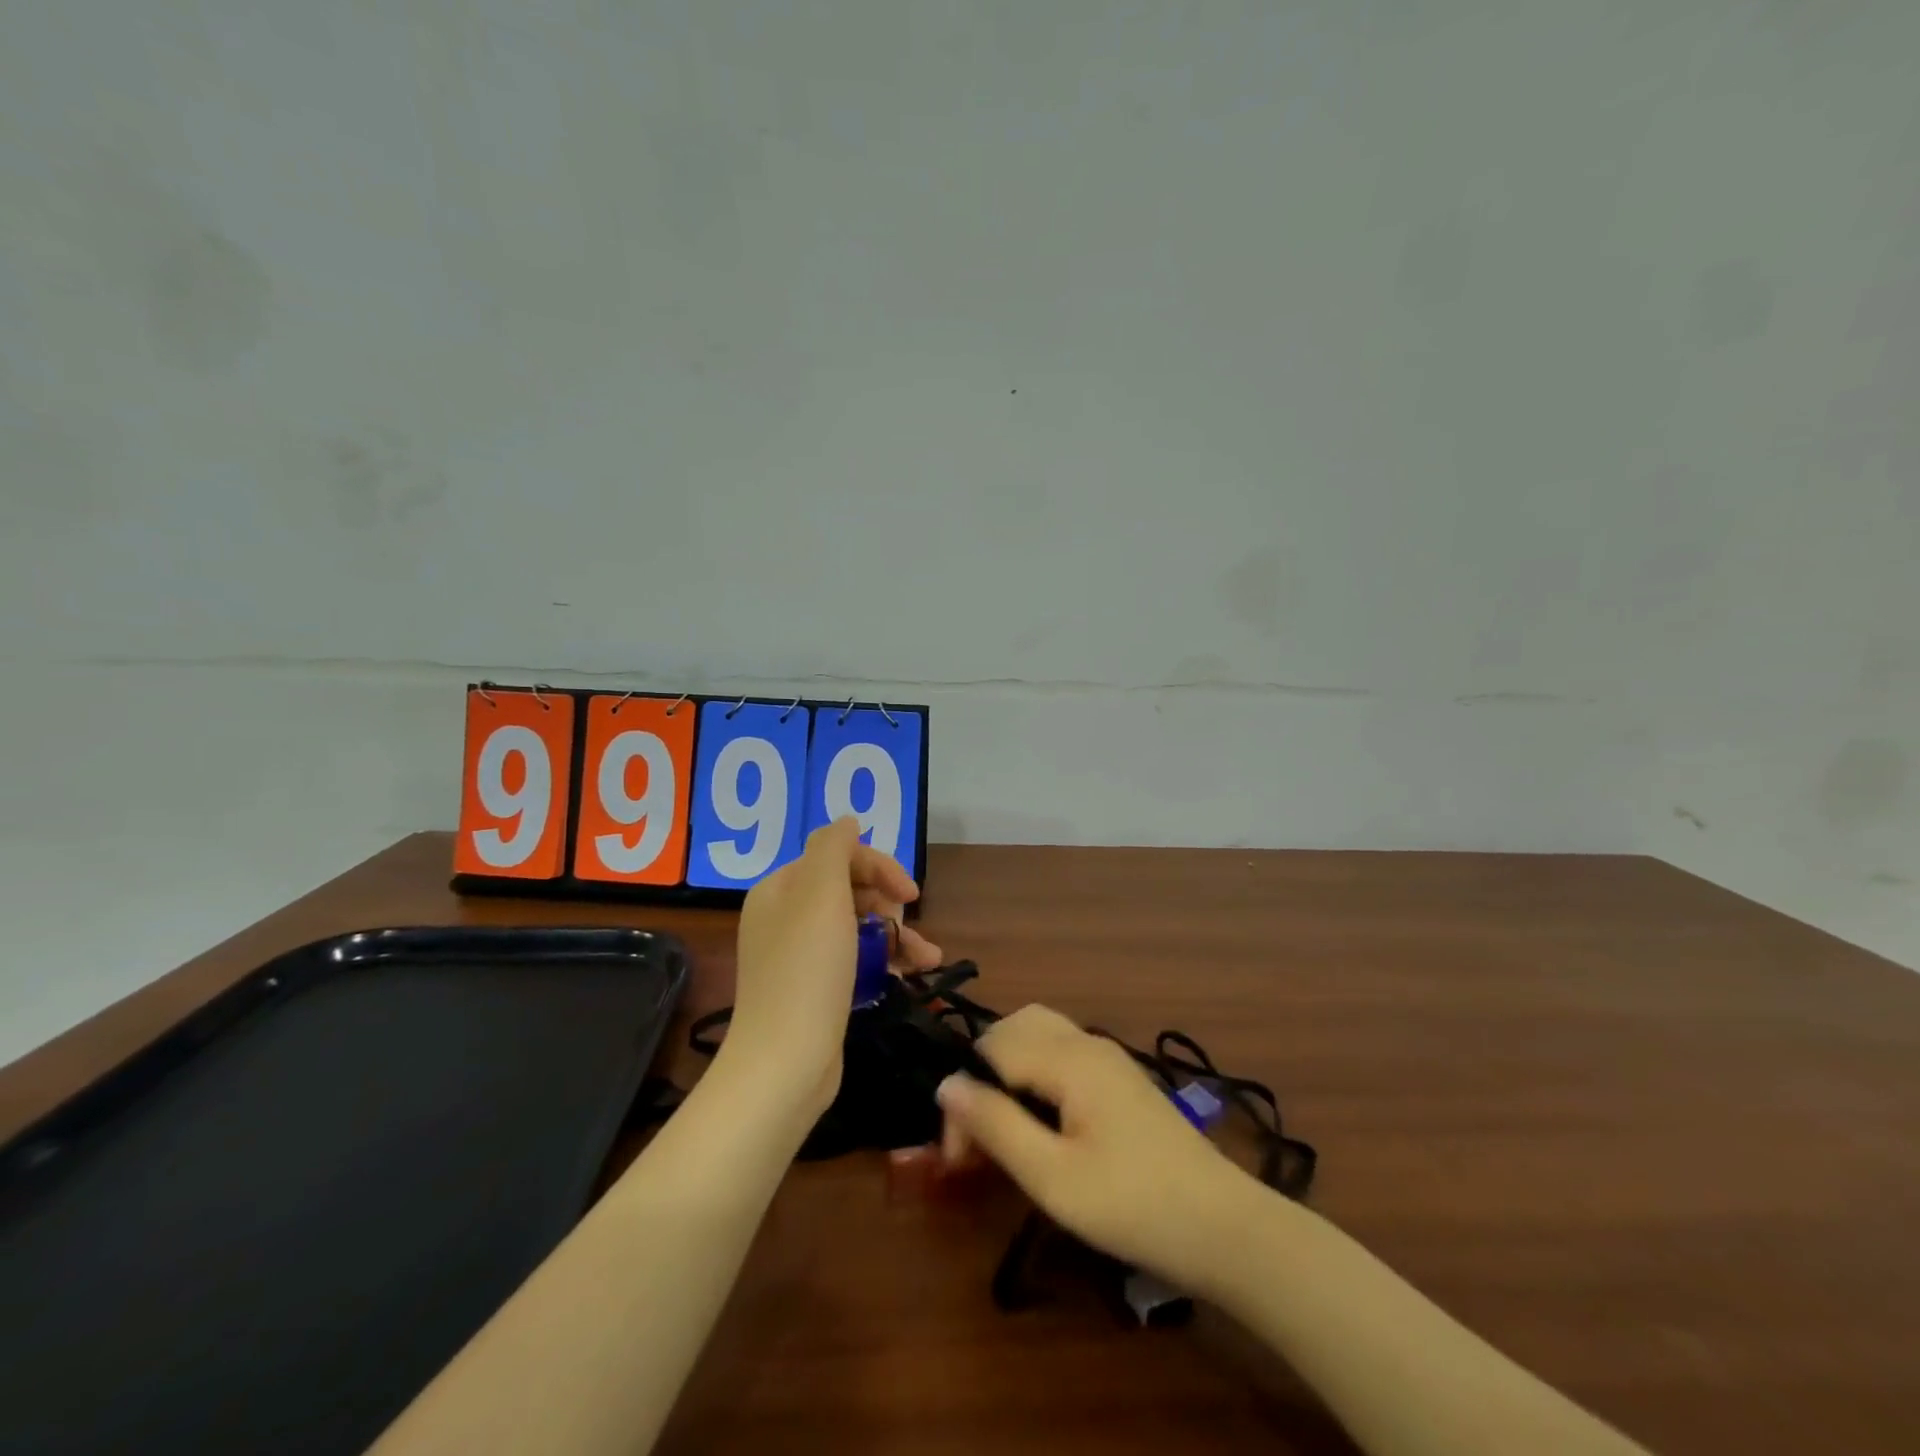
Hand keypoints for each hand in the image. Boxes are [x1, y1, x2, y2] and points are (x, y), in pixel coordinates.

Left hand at [726, 818, 942, 1115]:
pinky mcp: (815, 990)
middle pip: (849, 890)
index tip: (910, 893)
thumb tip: (847, 820)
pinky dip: (885, 962)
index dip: (878, 867)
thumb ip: (833, 847)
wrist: (785, 1063)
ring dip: (897, 935)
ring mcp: (800, 956)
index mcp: (781, 889)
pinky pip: (856, 960)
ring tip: (929, 957)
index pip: (837, 856)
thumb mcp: (820, 893)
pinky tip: (914, 975)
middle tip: (908, 924)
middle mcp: (786, 917)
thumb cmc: (807, 971)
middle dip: (888, 903)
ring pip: (858, 927)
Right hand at [937, 1004, 1254, 1293]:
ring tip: (1003, 1127)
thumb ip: (996, 1125)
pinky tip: (1041, 1122)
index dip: (965, 1096)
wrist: (1224, 1227)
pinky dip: (1036, 1072)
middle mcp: (1087, 1042)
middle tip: (977, 1134)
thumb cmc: (1133, 1205)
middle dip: (983, 1070)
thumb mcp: (1052, 1177)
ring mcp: (1109, 1057)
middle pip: (1015, 1026)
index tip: (959, 1159)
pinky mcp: (1121, 1079)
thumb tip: (945, 1084)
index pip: (991, 1049)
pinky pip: (1063, 1053)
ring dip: (1009, 1068)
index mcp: (1069, 1057)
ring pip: (1040, 1035)